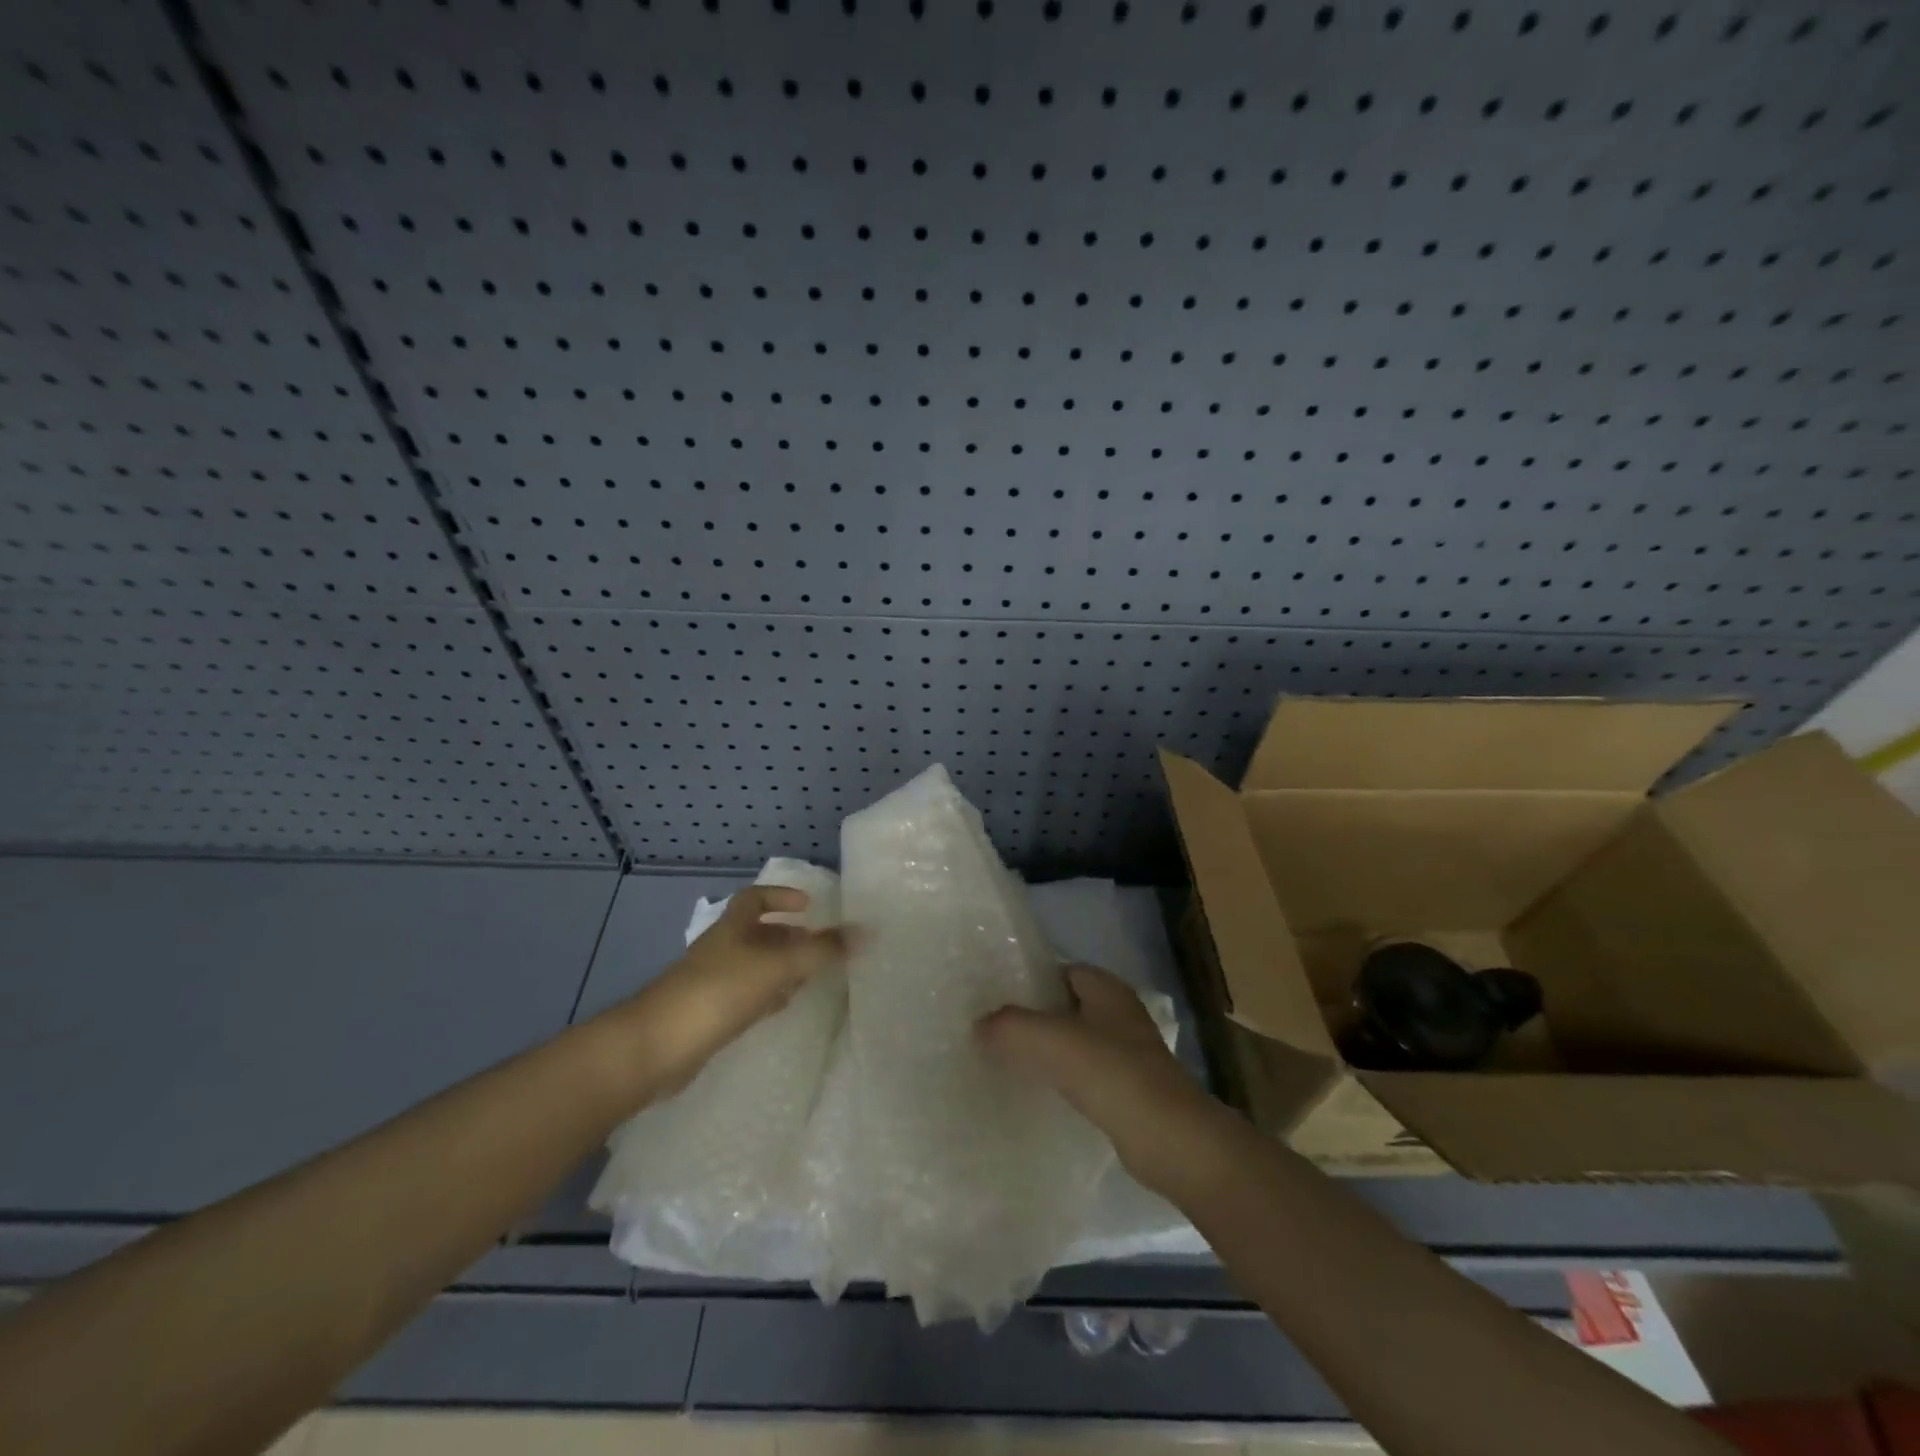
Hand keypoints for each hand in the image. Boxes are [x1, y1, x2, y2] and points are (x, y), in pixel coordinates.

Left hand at [617, 885, 850, 1097]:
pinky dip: (767, 996)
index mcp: (732, 927)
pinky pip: (746, 997)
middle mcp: (722, 949)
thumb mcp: (776, 966)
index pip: (755, 898)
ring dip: (781, 969)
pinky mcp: (710, 1015)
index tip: (809, 906)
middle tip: (821, 946)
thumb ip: (821, 951)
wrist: (656, 1047)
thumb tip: (866, 933)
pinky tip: (782, 1008)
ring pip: (755, 967)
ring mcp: (713, 983)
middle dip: (790, 937)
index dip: (781, 897)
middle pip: (758, 934)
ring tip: (812, 977)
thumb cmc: (718, 992)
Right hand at [976, 963, 1233, 1194]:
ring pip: (1073, 1041)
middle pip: (1064, 1006)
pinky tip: (1036, 1093)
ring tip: (1004, 1060)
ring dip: (1045, 1049)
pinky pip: (1083, 1074)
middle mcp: (1118, 1013)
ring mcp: (1126, 1052)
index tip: (993, 997)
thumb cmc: (1112, 1074)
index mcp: (1107, 989)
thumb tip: (978, 1025)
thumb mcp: (1052, 1041)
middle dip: (1032, 1016)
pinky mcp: (1126, 1089)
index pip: (1060, 971)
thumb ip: (1011, 1026)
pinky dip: (1060, 1078)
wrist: (1169, 1139)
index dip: (1028, 980)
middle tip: (992, 1030)